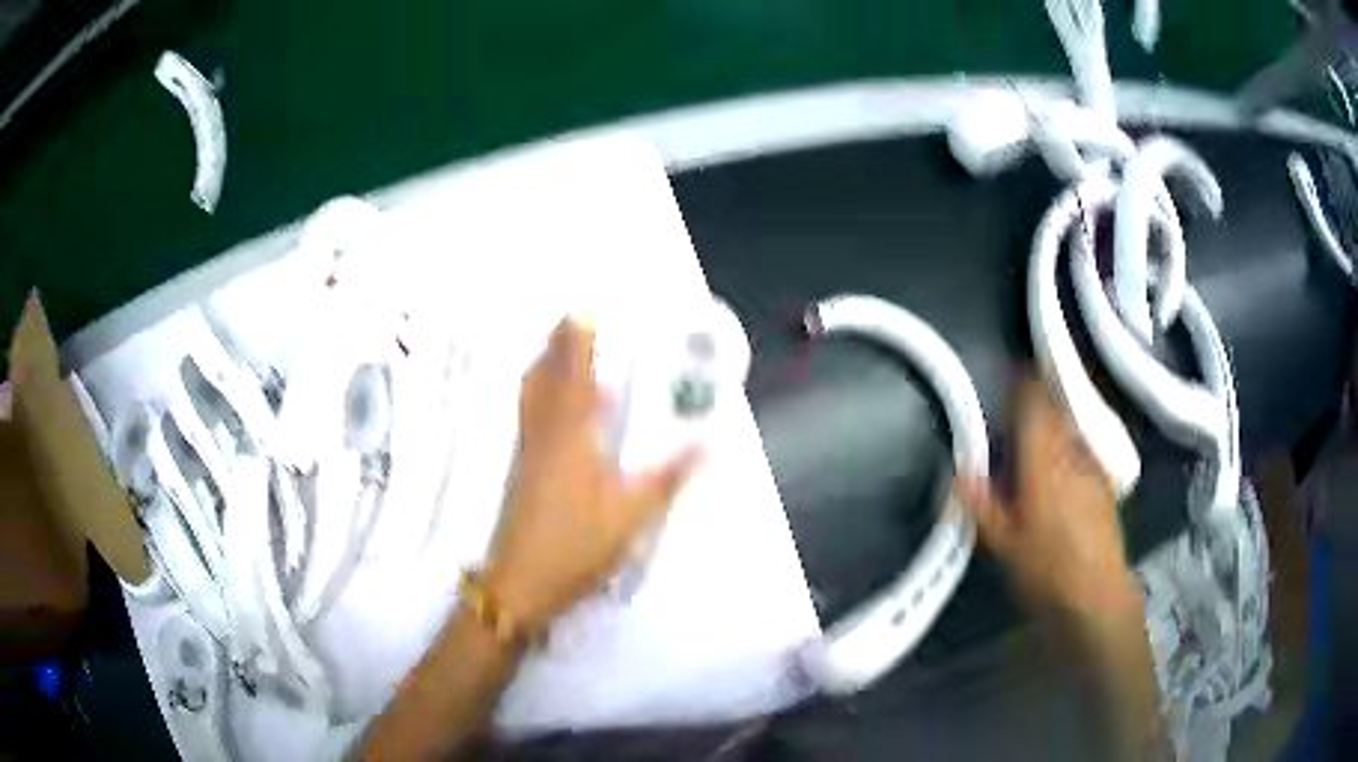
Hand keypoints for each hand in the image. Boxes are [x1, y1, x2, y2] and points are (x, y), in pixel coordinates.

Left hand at [483, 317, 699, 632]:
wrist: (522, 580)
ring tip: (553, 348)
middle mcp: (545, 435)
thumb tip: (706, 444)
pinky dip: (537, 396)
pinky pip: (528, 417)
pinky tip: (548, 405)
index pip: (575, 377)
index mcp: (572, 437)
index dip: (577, 343)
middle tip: (567, 319)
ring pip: (531, 397)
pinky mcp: (521, 471)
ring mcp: (528, 453)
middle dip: (556, 345)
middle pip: (546, 379)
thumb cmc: (577, 544)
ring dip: (542, 366)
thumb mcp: (631, 514)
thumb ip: (667, 478)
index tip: (581, 312)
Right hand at [957, 378, 1139, 618]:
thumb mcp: (1002, 544)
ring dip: (1050, 429)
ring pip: (1069, 428)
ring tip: (1034, 454)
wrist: (1097, 595)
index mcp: (1042, 459)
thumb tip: (959, 474)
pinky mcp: (1106, 482)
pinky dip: (1067, 451)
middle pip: (1053, 409)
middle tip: (1010, 430)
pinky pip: (1082, 450)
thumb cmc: (1046, 570)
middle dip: (1032, 409)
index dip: (1017, 387)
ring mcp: (1093, 465)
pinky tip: (1060, 479)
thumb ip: (981, 504)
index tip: (1002, 391)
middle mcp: (1071, 451)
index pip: (1033, 399)